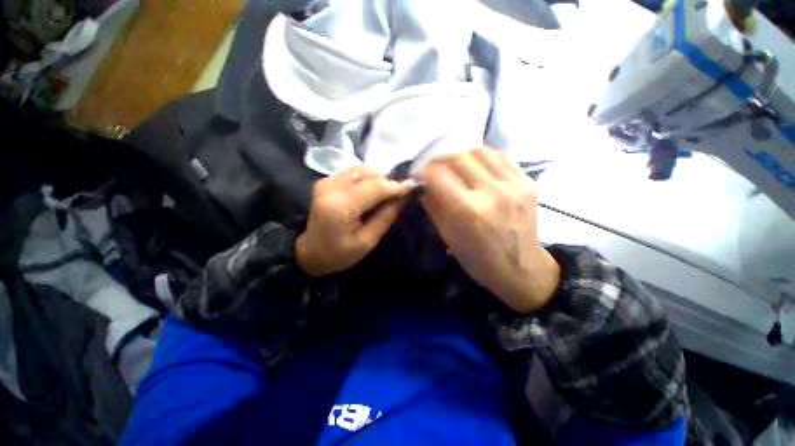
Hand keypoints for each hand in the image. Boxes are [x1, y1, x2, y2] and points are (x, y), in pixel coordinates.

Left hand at [296, 164, 411, 276]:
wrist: (311, 252)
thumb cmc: (340, 254)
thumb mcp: (368, 241)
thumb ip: (386, 216)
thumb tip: (404, 197)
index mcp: (341, 206)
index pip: (376, 187)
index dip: (397, 186)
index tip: (413, 188)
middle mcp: (332, 187)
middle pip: (370, 173)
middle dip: (388, 182)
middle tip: (398, 195)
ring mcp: (327, 180)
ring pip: (363, 168)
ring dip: (378, 179)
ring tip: (384, 195)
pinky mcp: (326, 180)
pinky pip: (354, 171)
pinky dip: (367, 178)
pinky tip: (370, 192)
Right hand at [419, 149, 559, 312]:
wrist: (522, 268)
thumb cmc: (479, 260)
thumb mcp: (449, 237)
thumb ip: (434, 207)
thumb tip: (424, 187)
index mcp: (469, 211)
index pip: (438, 175)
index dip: (423, 171)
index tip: (418, 175)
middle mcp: (492, 192)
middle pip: (458, 157)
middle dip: (438, 160)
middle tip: (432, 169)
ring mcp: (514, 184)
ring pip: (479, 151)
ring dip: (459, 155)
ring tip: (452, 165)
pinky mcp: (527, 182)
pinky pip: (500, 156)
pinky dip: (481, 157)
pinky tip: (474, 166)